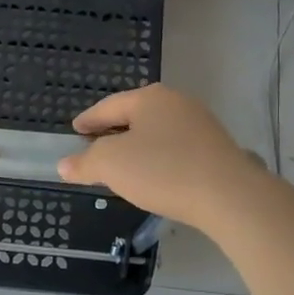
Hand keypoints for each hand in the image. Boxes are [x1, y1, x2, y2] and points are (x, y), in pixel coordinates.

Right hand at [55, 84, 266, 228]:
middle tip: (95, 146)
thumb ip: (85, 162)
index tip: (75, 130)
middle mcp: (176, 103)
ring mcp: (200, 124)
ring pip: (157, 132)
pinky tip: (155, 176)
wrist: (228, 195)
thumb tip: (64, 164)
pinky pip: (176, 149)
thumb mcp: (111, 165)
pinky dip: (158, 158)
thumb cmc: (162, 171)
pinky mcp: (216, 149)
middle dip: (113, 131)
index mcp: (149, 98)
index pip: (108, 106)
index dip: (88, 120)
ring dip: (137, 146)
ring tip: (123, 165)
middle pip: (135, 116)